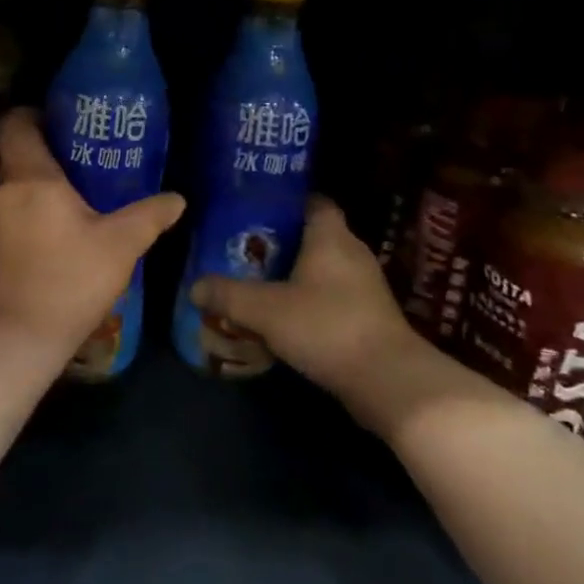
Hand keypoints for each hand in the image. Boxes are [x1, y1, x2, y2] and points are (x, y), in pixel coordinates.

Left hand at [0, 108, 184, 361]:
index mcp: (32, 179)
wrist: (16, 338)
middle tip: (81, 159)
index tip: (56, 118)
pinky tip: (56, 241)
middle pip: (16, 157)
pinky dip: (30, 220)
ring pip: (14, 192)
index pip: (14, 126)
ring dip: (39, 191)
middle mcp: (4, 194)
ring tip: (74, 201)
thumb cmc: (69, 280)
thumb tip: (177, 198)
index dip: (30, 114)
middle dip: (45, 154)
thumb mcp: (120, 246)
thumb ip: (149, 217)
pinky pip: (11, 221)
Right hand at [192, 197, 477, 433]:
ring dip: (296, 275)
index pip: (313, 201)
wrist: (388, 381)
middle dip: (282, 241)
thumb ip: (228, 295)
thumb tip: (195, 286)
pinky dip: (310, 301)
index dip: (286, 202)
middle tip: (245, 249)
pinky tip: (285, 318)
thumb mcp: (265, 310)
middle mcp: (352, 252)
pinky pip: (333, 297)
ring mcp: (365, 287)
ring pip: (324, 269)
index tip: (256, 209)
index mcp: (331, 236)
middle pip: (315, 235)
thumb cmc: (326, 326)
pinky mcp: (369, 317)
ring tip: (259, 283)